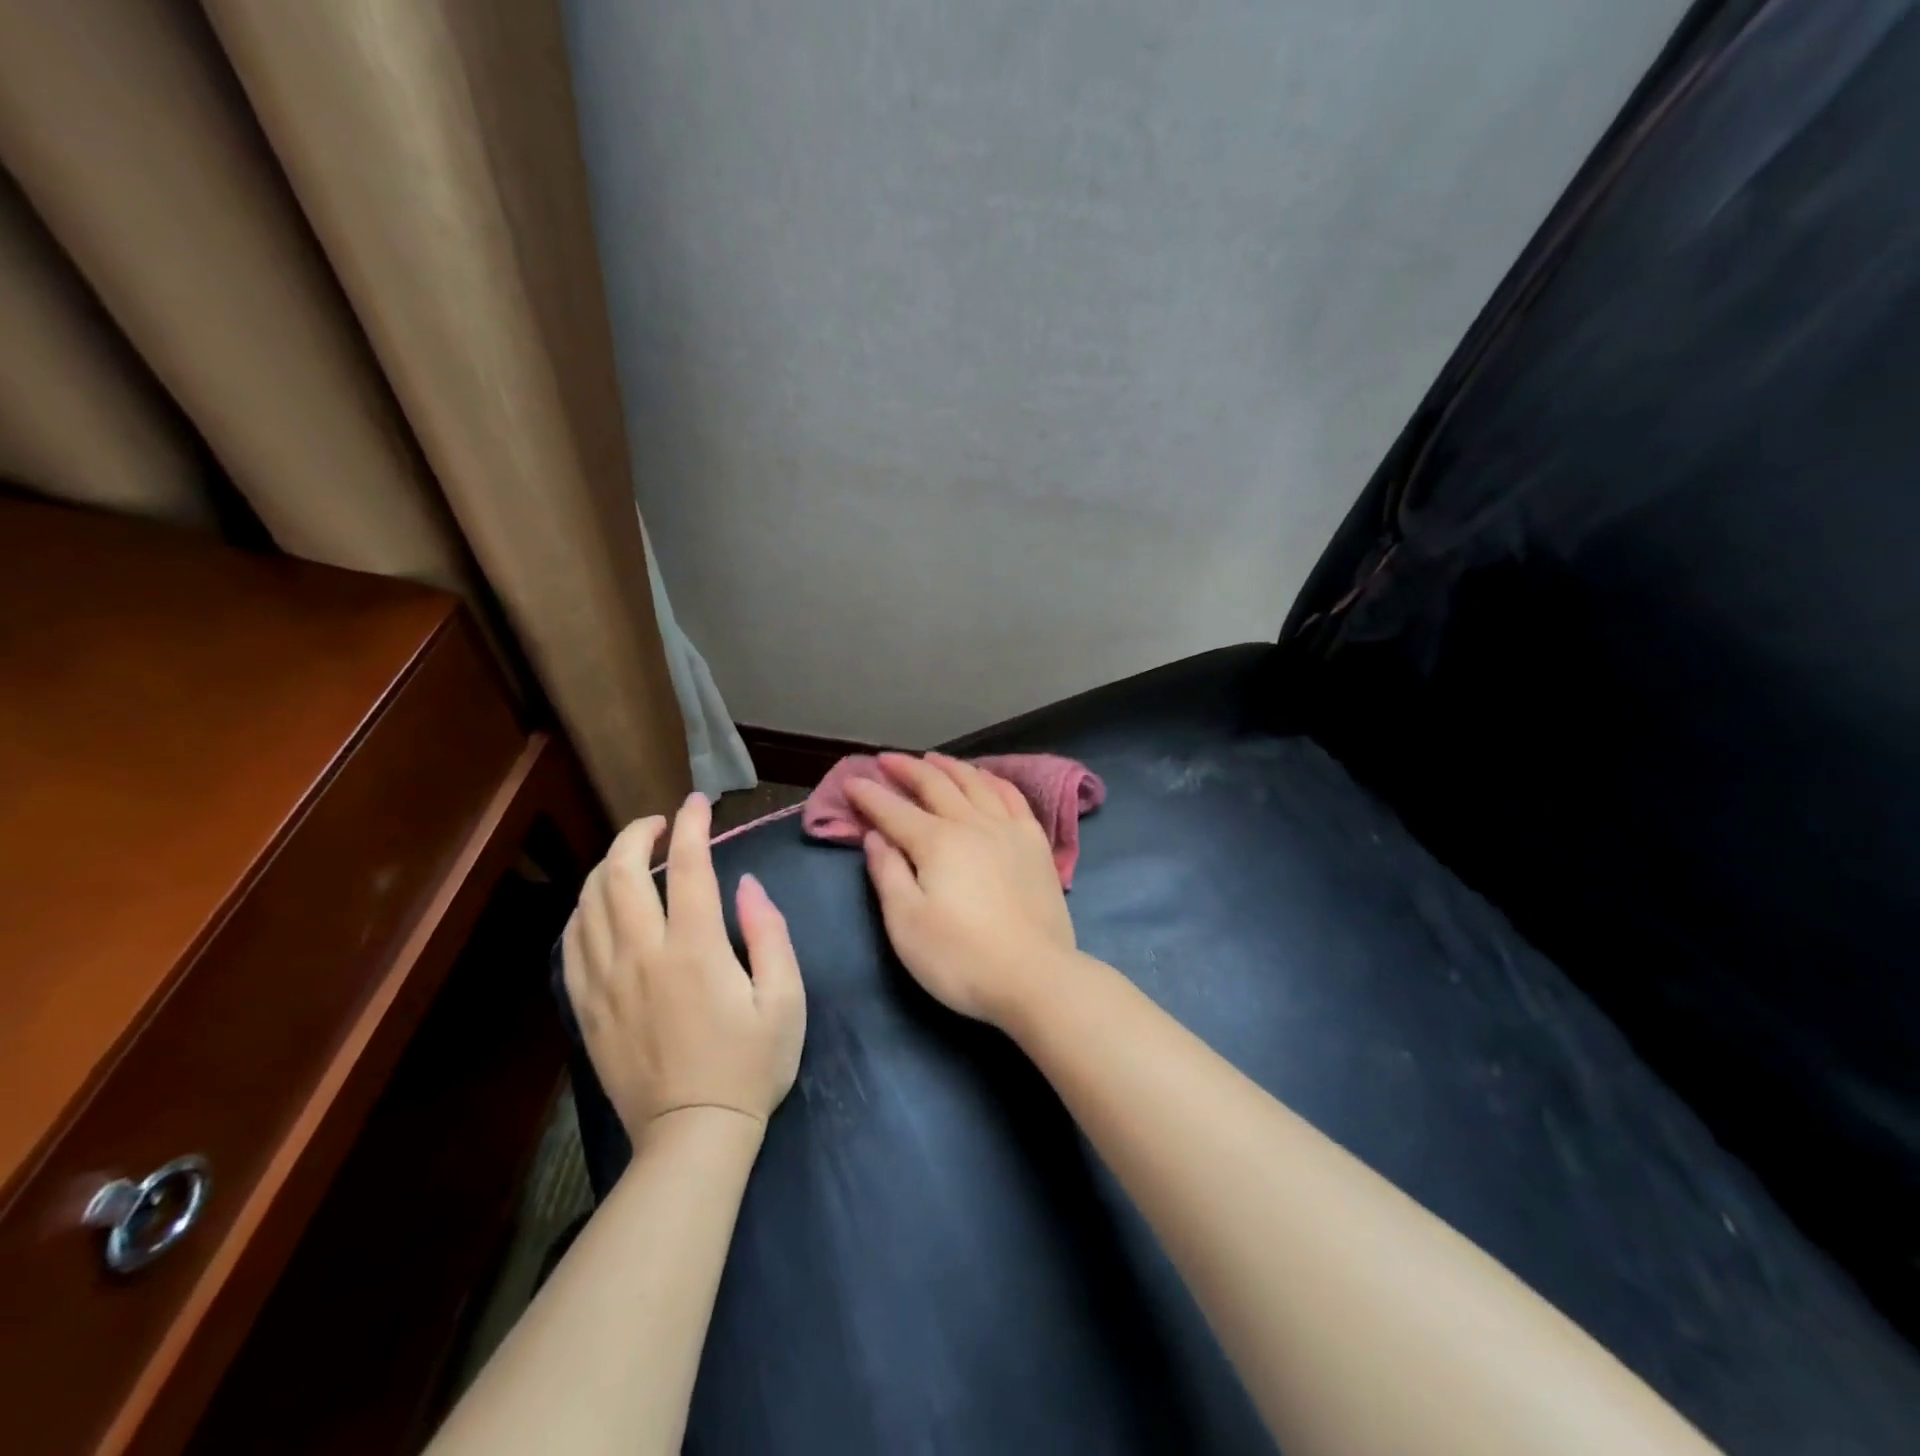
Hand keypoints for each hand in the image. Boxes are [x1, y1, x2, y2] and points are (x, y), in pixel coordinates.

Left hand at [562, 793, 805, 1143]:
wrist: (692, 1136)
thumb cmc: (751, 1065)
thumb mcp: (786, 1000)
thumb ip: (769, 934)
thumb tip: (748, 886)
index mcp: (695, 950)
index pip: (689, 866)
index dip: (692, 825)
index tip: (698, 804)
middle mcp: (642, 955)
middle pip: (622, 873)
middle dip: (637, 833)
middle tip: (658, 822)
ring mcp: (606, 981)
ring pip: (589, 902)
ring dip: (608, 865)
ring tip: (631, 855)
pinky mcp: (586, 1007)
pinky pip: (571, 942)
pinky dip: (584, 909)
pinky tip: (600, 905)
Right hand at [848, 752, 1074, 1026]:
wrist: (1036, 978)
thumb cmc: (960, 958)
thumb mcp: (906, 924)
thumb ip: (888, 873)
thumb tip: (875, 836)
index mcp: (936, 842)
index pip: (893, 810)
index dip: (869, 794)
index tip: (851, 781)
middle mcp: (972, 823)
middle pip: (935, 785)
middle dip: (907, 769)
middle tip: (887, 759)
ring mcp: (1009, 830)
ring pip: (976, 783)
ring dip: (950, 767)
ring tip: (933, 759)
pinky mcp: (1036, 844)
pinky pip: (1013, 797)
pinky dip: (994, 781)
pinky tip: (987, 780)